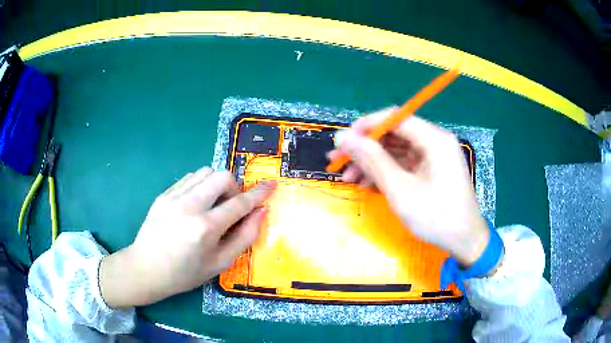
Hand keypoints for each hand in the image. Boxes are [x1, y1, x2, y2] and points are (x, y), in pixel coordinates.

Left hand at [99, 167, 275, 307]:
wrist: (146, 268)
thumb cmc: (185, 273)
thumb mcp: (219, 263)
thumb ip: (244, 237)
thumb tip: (261, 212)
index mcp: (205, 228)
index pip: (240, 203)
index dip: (259, 193)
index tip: (271, 184)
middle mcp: (189, 206)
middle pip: (222, 176)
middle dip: (234, 187)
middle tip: (230, 207)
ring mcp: (173, 196)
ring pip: (205, 172)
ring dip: (216, 185)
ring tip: (212, 205)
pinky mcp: (164, 194)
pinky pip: (189, 177)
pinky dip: (200, 186)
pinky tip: (195, 204)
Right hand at [328, 107, 488, 265]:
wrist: (464, 242)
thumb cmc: (437, 217)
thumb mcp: (401, 190)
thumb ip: (372, 160)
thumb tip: (343, 137)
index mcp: (434, 139)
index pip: (396, 118)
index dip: (367, 125)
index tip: (343, 140)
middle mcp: (434, 142)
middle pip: (394, 135)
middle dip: (365, 148)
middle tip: (338, 161)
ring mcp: (433, 157)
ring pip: (396, 151)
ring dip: (372, 162)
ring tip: (347, 177)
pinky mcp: (430, 171)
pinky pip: (403, 165)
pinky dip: (385, 173)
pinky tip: (366, 184)